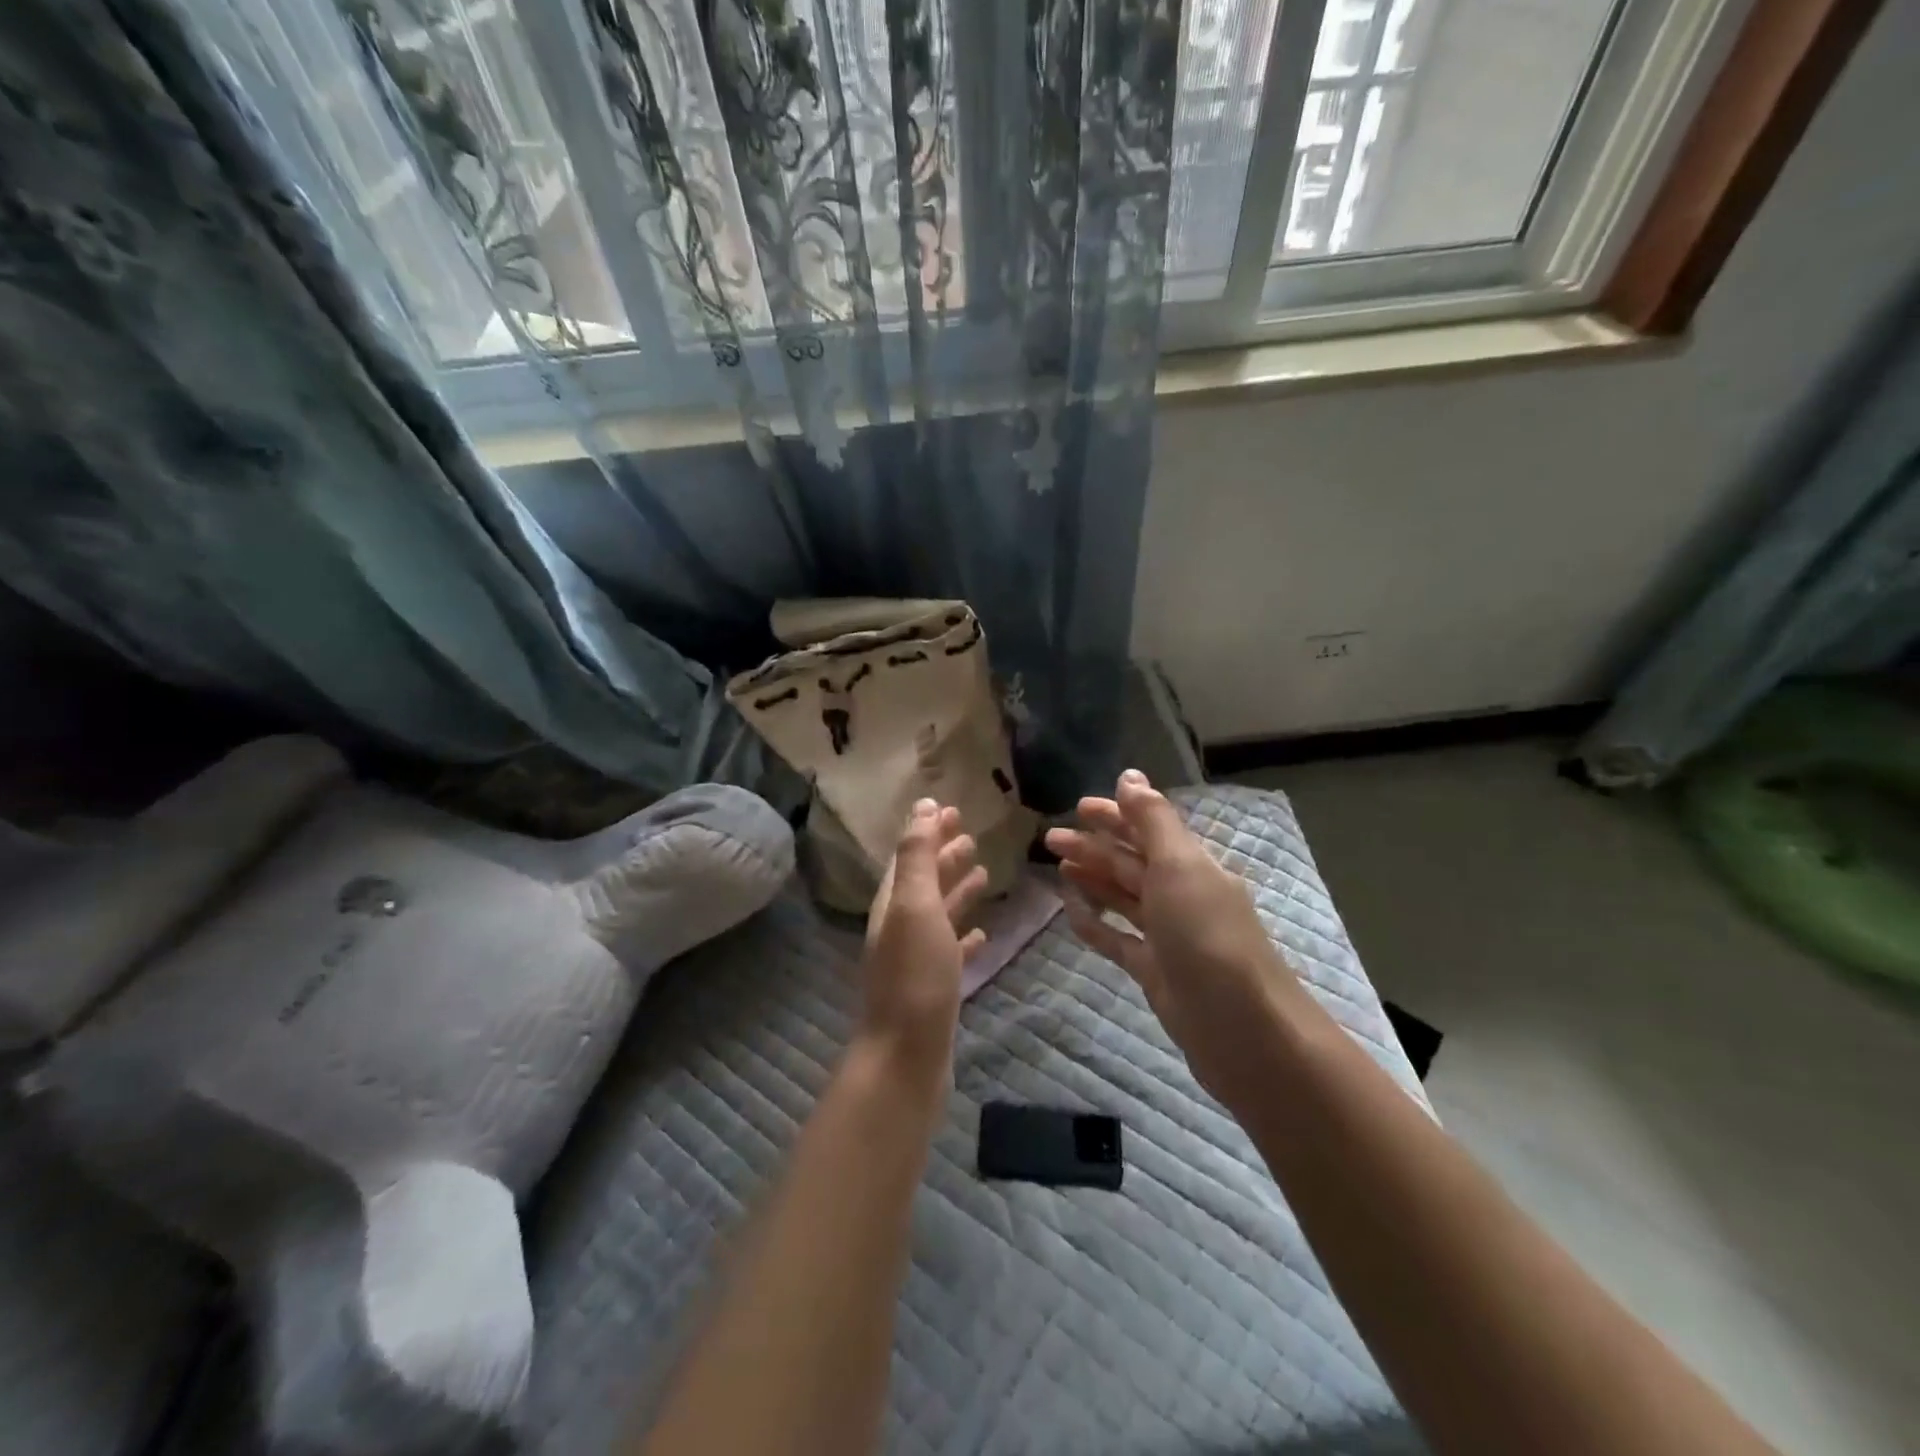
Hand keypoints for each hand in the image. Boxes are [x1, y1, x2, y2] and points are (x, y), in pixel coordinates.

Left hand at [857, 800, 988, 1087]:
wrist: (907, 1057)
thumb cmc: (915, 975)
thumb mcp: (915, 905)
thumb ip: (919, 856)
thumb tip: (923, 805)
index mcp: (893, 903)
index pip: (910, 856)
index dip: (928, 831)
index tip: (952, 808)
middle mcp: (900, 926)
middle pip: (924, 881)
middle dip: (944, 855)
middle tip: (971, 834)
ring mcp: (916, 959)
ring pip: (938, 914)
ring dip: (957, 890)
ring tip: (984, 872)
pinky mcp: (934, 987)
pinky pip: (950, 950)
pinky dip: (965, 935)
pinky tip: (982, 934)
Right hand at [1045, 770, 1310, 1108]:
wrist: (1242, 1028)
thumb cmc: (1207, 935)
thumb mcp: (1180, 866)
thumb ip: (1152, 821)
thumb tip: (1129, 776)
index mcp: (1191, 865)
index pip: (1148, 830)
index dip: (1115, 816)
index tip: (1078, 807)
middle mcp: (1180, 894)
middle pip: (1131, 862)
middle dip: (1093, 846)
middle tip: (1050, 838)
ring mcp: (1168, 935)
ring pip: (1123, 897)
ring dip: (1092, 879)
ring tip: (1057, 867)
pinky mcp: (1154, 970)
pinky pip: (1118, 938)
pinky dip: (1095, 923)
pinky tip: (1071, 912)